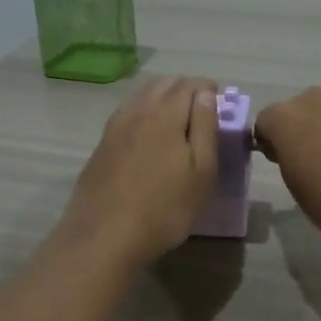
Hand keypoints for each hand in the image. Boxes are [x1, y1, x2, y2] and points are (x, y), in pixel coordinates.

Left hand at [56, 76, 218, 270]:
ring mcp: (114, 127)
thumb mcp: (201, 172)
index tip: (220, 105)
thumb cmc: (164, 208)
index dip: (209, 89)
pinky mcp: (101, 146)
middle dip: (185, 90)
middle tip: (201, 113)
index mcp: (165, 113)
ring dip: (162, 100)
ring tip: (177, 125)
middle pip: (163, 84)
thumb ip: (205, 127)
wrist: (104, 236)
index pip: (190, 84)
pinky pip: (127, 115)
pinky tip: (148, 138)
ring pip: (142, 97)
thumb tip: (207, 94)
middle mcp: (137, 111)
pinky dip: (143, 115)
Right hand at [253, 87, 320, 239]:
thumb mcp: (295, 185)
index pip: (266, 121)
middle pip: (303, 108)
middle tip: (319, 160)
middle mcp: (315, 100)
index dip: (273, 141)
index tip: (283, 161)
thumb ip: (291, 159)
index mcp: (285, 119)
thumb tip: (300, 152)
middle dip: (307, 128)